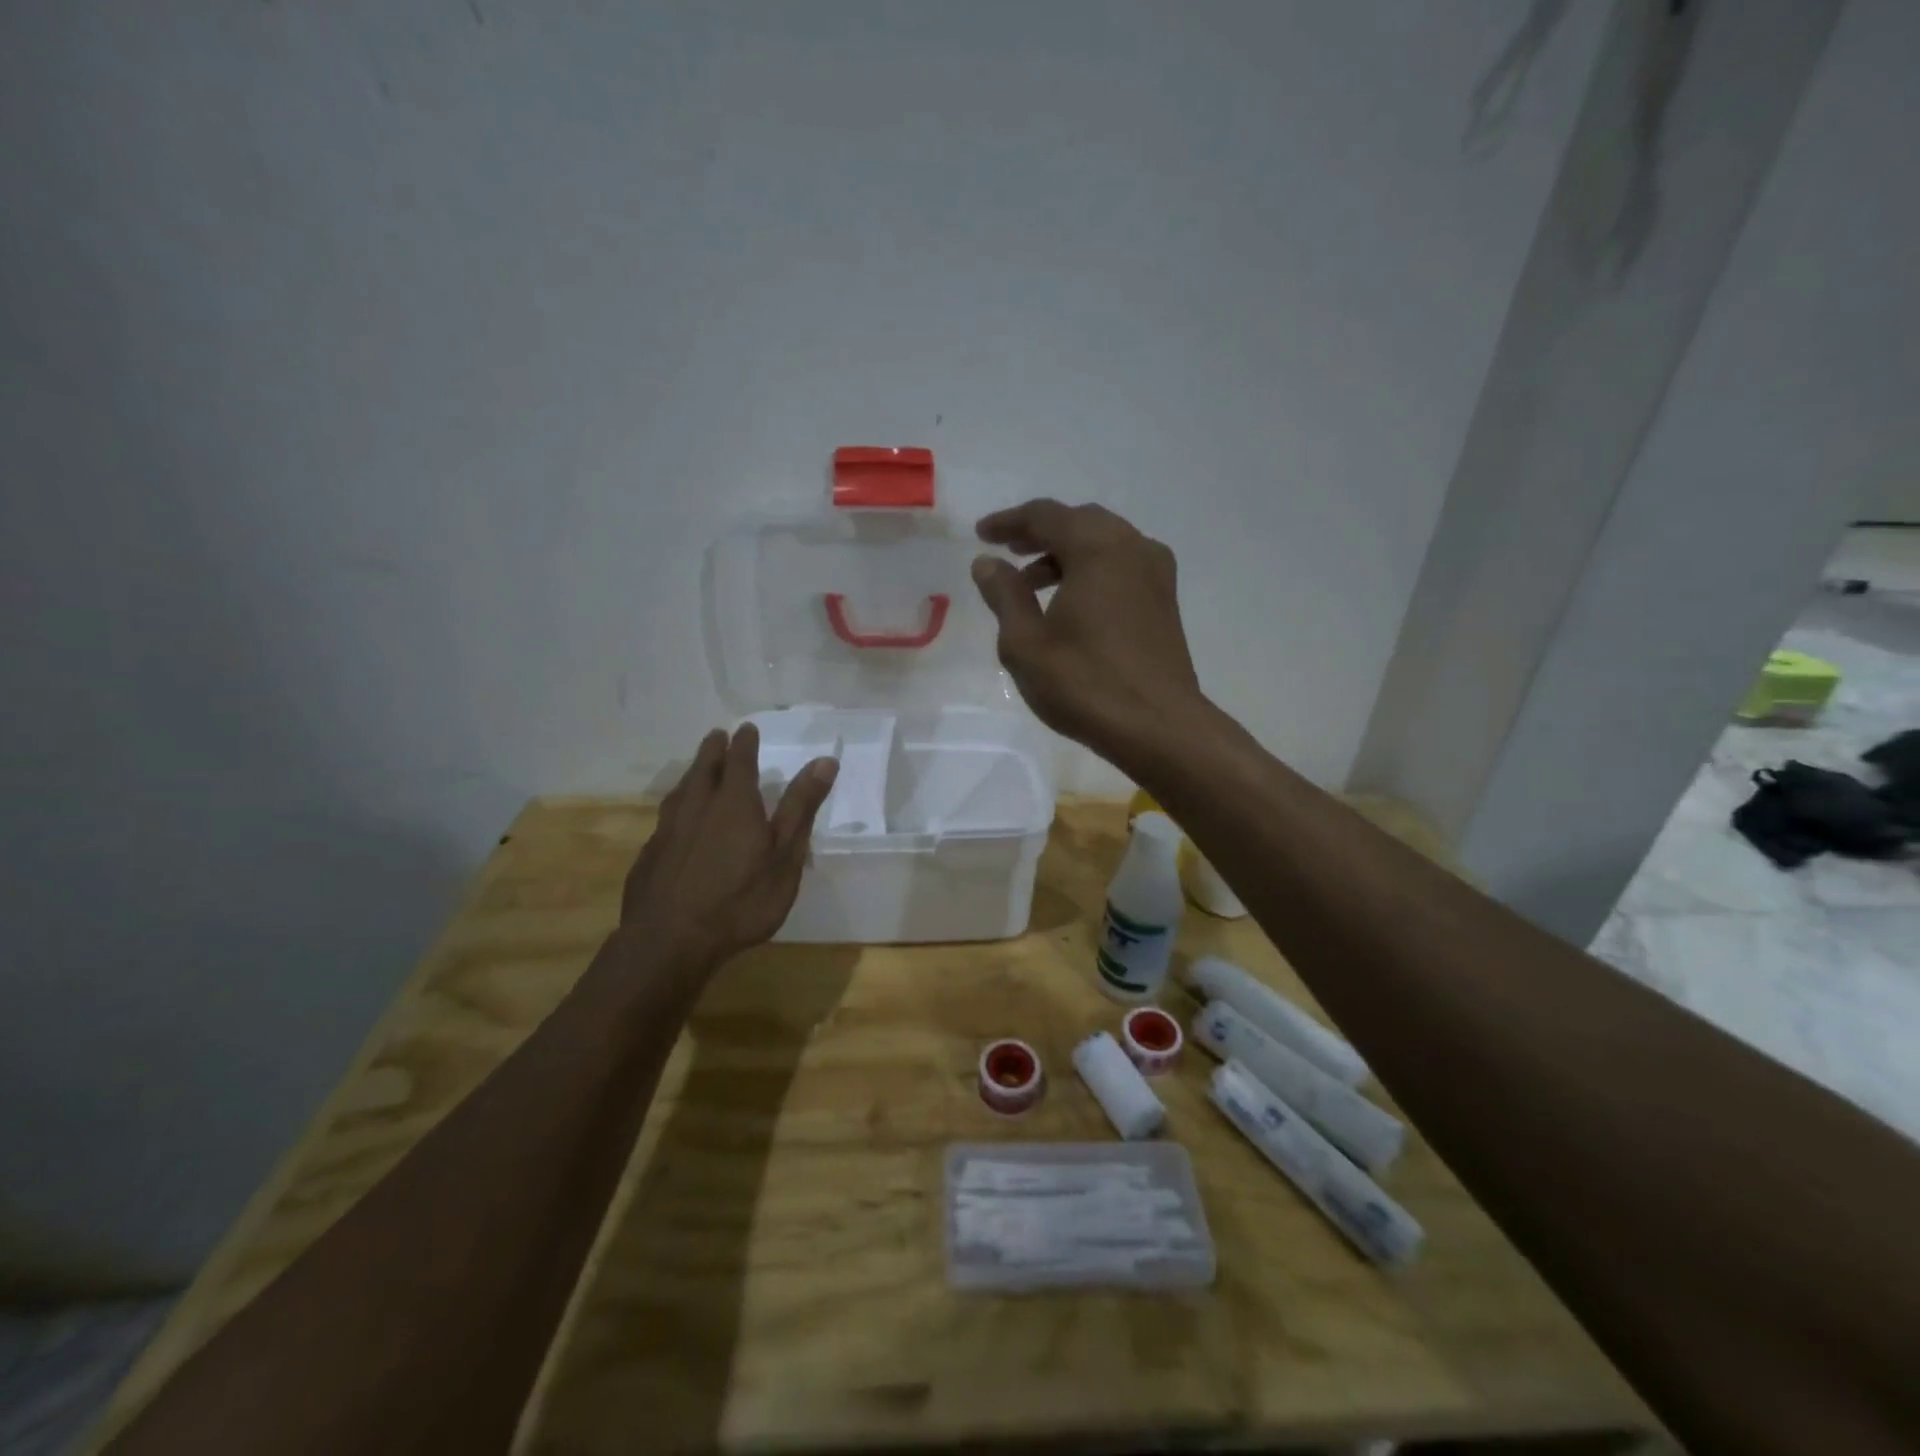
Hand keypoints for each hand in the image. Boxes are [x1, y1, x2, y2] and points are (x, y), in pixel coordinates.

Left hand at [619, 724, 838, 968]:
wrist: (670, 942)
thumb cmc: (741, 900)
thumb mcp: (785, 856)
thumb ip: (801, 807)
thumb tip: (824, 761)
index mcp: (734, 803)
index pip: (739, 761)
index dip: (744, 743)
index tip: (746, 729)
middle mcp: (697, 808)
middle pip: (703, 769)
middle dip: (713, 751)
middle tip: (717, 736)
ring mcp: (668, 831)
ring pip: (680, 792)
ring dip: (691, 775)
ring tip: (696, 770)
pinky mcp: (649, 856)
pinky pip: (665, 819)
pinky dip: (676, 808)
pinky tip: (676, 821)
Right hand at [971, 500, 1204, 763]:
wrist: (1159, 727)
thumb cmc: (1085, 684)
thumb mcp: (1026, 643)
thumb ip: (1004, 595)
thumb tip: (988, 562)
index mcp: (1098, 549)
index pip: (1046, 516)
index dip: (1009, 522)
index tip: (982, 534)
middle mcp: (1133, 548)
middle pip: (1080, 522)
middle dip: (1040, 533)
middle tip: (1008, 552)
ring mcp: (1156, 574)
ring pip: (1104, 544)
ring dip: (1065, 554)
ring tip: (1031, 586)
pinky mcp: (1165, 600)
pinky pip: (1122, 566)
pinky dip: (1091, 571)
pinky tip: (1070, 603)